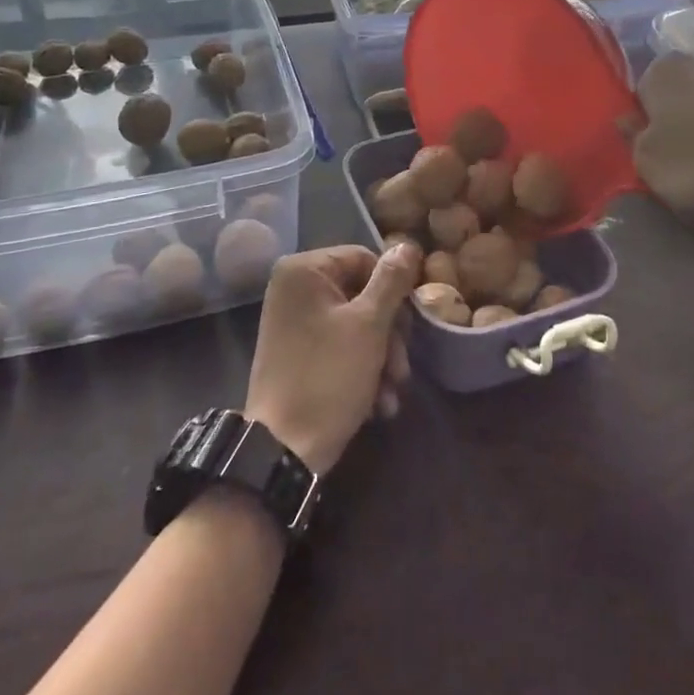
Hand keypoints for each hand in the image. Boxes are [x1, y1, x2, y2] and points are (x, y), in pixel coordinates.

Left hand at [244, 242, 422, 474]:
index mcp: (304, 270)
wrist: (283, 449)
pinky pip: (338, 347)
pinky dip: (361, 370)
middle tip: (402, 368)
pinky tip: (378, 403)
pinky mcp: (298, 353)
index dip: (393, 290)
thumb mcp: (369, 325)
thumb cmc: (329, 376)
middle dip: (389, 334)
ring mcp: (293, 322)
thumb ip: (391, 282)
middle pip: (361, 295)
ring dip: (381, 358)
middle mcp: (294, 288)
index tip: (411, 325)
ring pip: (355, 325)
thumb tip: (408, 245)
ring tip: (392, 392)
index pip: (364, 259)